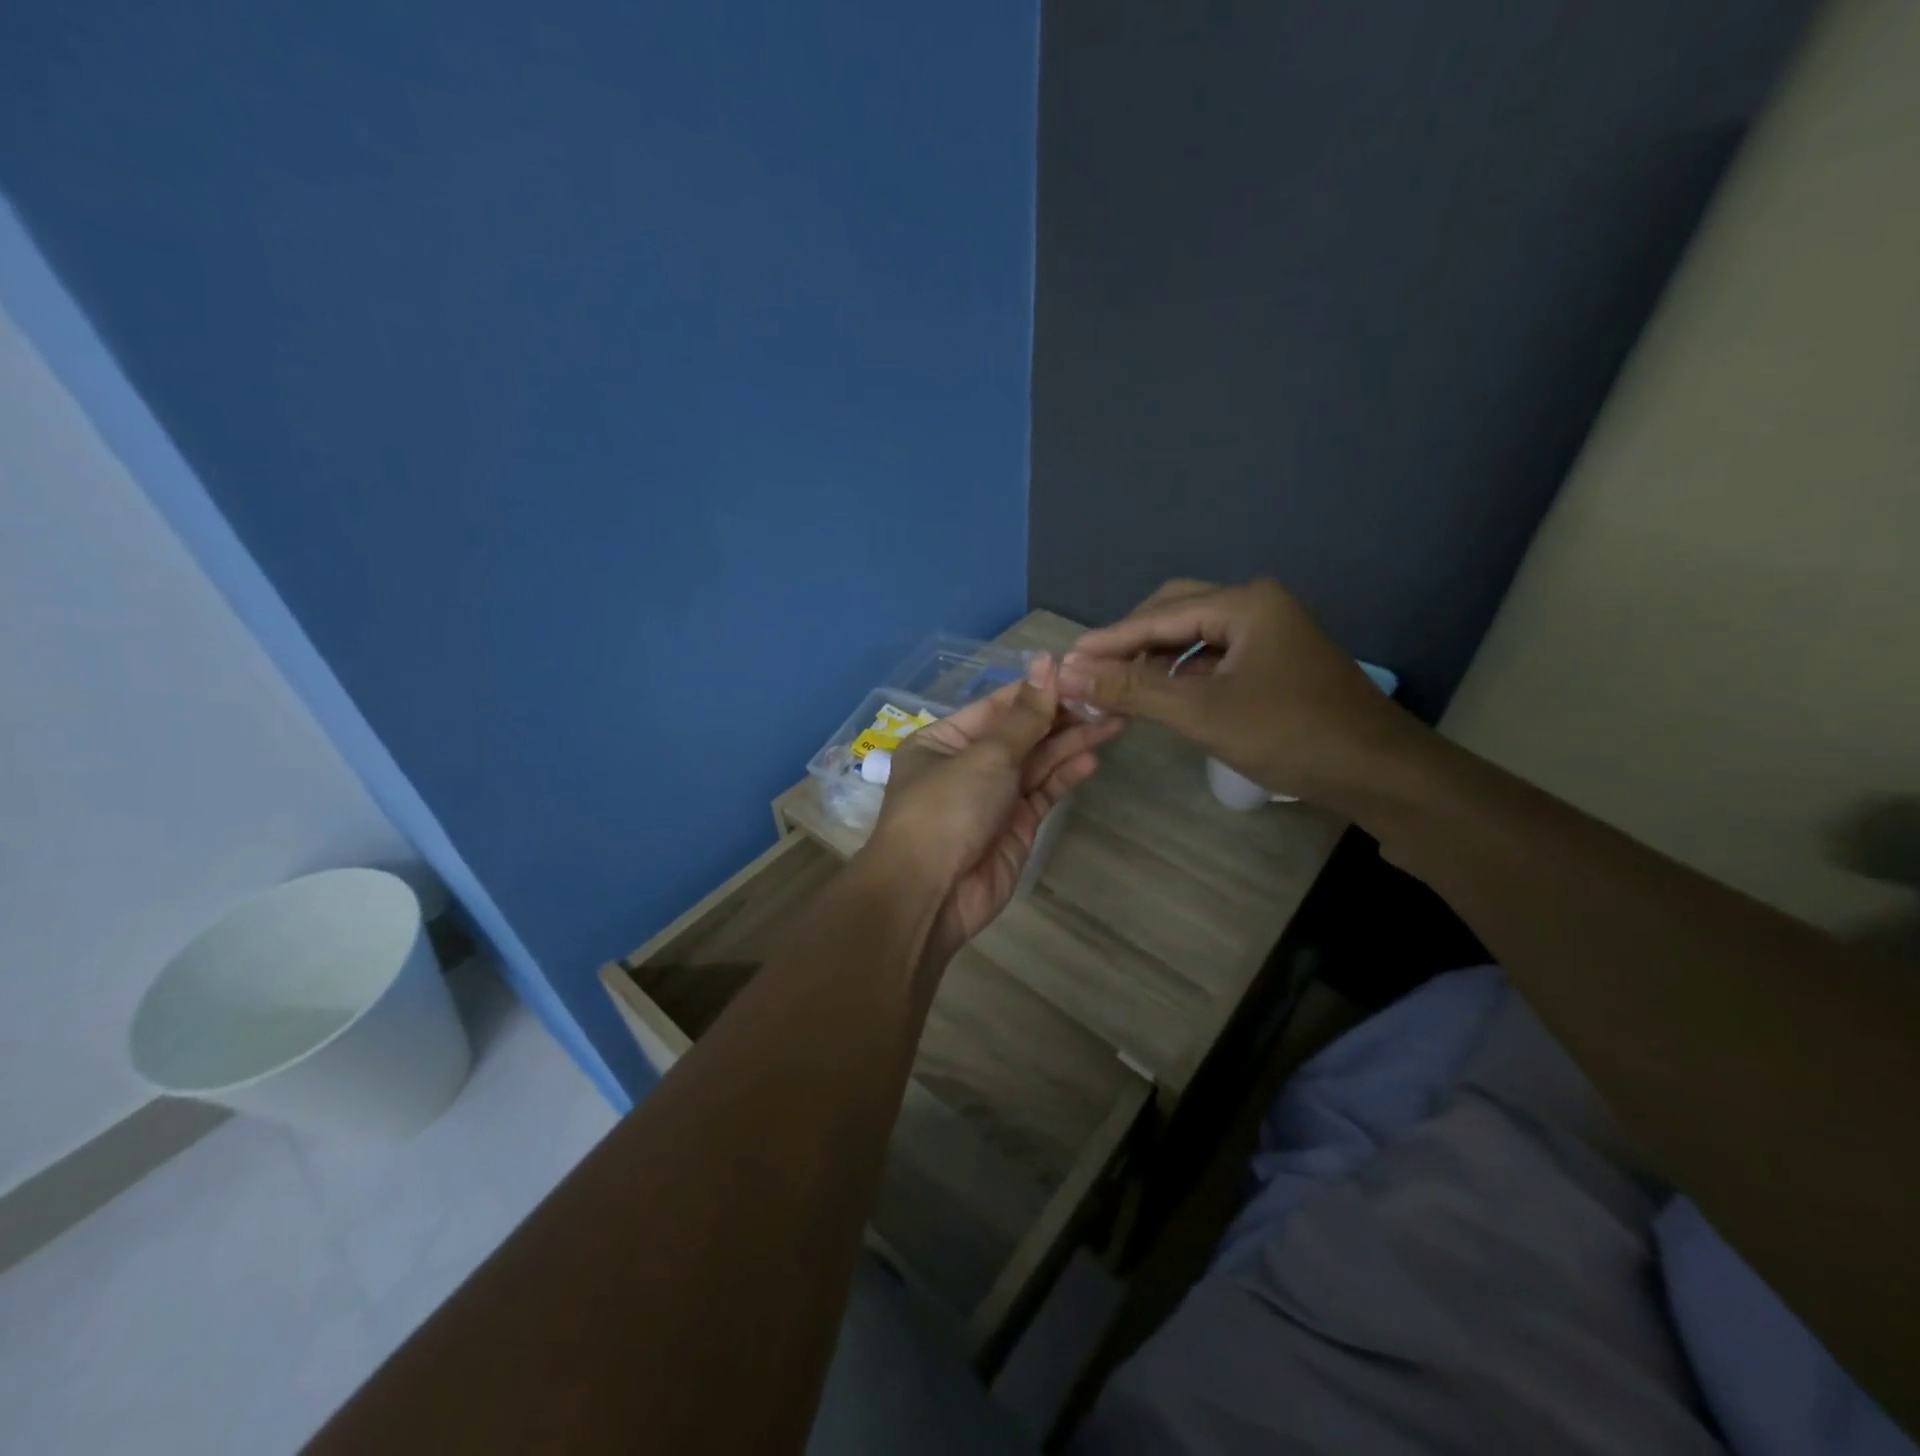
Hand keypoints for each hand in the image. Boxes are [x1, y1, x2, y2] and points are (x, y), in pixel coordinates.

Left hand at [867, 655, 1124, 959]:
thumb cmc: (947, 808)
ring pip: (1037, 762)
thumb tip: (1047, 662)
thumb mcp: (985, 755)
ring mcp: (992, 797)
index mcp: (944, 740)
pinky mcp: (1015, 826)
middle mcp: (967, 764)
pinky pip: (1043, 793)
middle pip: (1021, 733)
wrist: (931, 894)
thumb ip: (1025, 716)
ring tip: (1115, 720)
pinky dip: (1066, 776)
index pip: (998, 705)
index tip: (1079, 671)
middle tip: (1108, 697)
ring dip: (1071, 742)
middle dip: (1062, 716)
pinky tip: (1093, 757)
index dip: (1038, 689)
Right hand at [1057, 579, 1415, 801]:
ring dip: (1157, 658)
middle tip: (1093, 670)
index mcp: (1244, 603)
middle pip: (1176, 612)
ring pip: (1196, 635)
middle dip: (1132, 641)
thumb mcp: (1201, 712)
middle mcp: (1258, 605)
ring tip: (1121, 684)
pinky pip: (1216, 656)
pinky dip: (1184, 672)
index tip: (1065, 660)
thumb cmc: (1288, 734)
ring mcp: (1271, 632)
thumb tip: (1068, 673)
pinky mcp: (1277, 660)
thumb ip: (1132, 689)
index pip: (1158, 615)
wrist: (1377, 772)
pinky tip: (1166, 694)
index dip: (1108, 640)